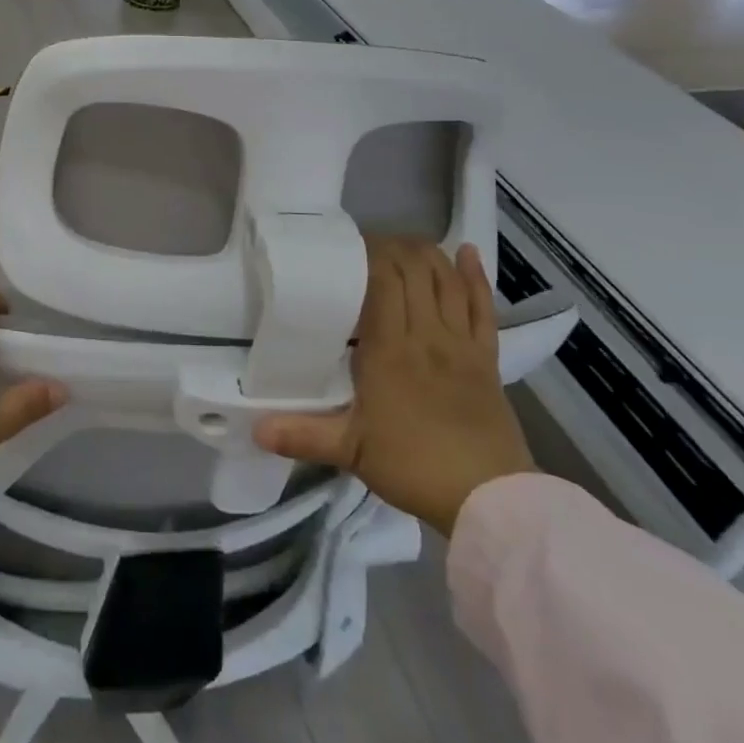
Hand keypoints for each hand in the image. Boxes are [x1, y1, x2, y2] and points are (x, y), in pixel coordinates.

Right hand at [253, 237, 533, 538]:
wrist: (489, 498)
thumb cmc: (413, 466)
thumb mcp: (350, 451)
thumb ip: (302, 435)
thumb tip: (254, 427)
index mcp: (391, 349)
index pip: (384, 281)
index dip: (369, 255)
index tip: (348, 248)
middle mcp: (427, 335)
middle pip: (415, 271)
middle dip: (392, 249)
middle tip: (367, 248)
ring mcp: (461, 344)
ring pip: (447, 281)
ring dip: (427, 255)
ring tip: (405, 244)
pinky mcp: (487, 358)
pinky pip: (483, 307)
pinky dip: (475, 277)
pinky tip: (468, 254)